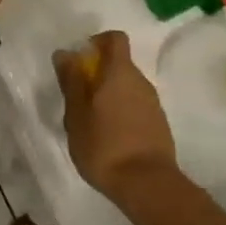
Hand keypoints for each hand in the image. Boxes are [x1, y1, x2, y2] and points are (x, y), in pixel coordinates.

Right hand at [53, 32, 178, 205]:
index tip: (81, 61)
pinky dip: (122, 113)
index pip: (114, 38)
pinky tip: (109, 138)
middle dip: (98, 74)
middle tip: (78, 99)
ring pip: (128, 88)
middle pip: (119, 64)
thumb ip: (71, 80)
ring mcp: (153, 104)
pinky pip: (136, 107)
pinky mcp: (159, 125)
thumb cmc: (104, 145)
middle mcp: (141, 81)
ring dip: (110, 96)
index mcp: (120, 72)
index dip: (97, 42)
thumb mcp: (76, 114)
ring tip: (92, 123)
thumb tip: (66, 53)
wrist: (147, 185)